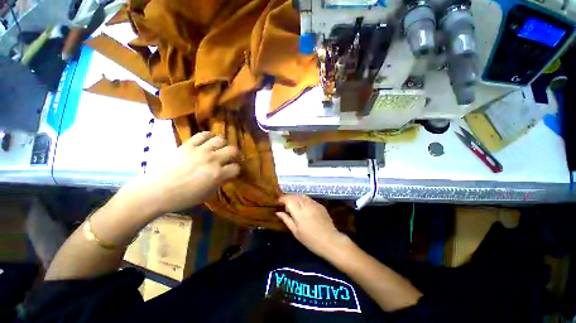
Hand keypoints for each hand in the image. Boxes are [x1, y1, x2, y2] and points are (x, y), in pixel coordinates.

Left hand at [126, 132, 239, 214]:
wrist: (156, 191)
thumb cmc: (183, 198)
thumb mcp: (207, 195)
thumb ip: (220, 182)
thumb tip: (226, 175)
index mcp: (217, 174)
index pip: (236, 168)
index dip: (236, 170)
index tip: (232, 172)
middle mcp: (212, 159)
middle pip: (232, 150)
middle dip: (234, 154)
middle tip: (230, 158)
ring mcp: (200, 150)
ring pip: (220, 139)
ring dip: (223, 144)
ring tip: (220, 148)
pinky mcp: (188, 145)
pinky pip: (202, 134)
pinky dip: (208, 136)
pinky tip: (208, 140)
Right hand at [277, 195, 345, 257]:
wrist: (330, 241)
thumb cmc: (311, 240)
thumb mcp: (296, 232)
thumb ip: (287, 220)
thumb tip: (278, 212)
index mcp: (299, 213)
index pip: (288, 199)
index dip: (282, 199)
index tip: (278, 202)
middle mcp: (306, 205)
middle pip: (295, 195)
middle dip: (288, 197)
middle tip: (285, 204)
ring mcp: (315, 204)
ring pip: (302, 196)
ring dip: (296, 198)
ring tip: (294, 205)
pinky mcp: (320, 205)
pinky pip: (309, 199)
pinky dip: (304, 200)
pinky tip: (304, 207)